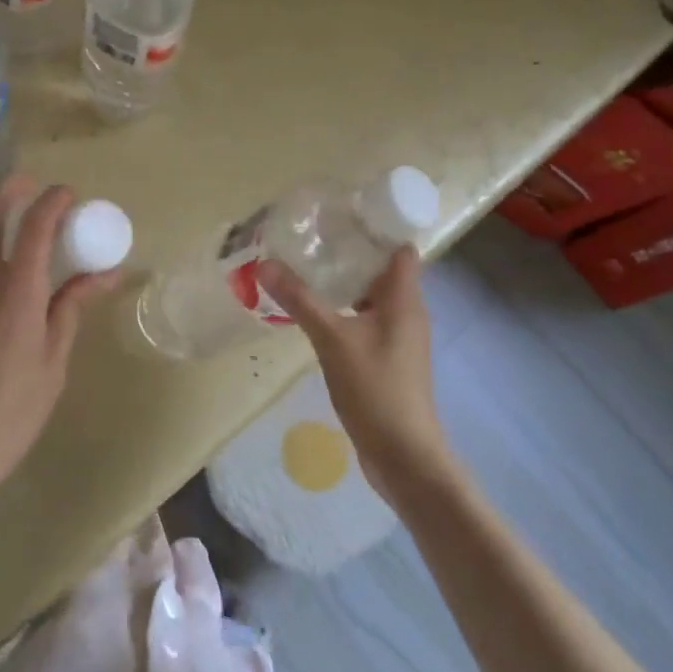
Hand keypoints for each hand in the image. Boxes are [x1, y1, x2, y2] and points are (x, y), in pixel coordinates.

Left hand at [0, 175, 121, 516]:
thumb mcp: (53, 362)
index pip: (35, 225)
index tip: (68, 196)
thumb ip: (72, 308)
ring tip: (2, 203)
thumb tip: (104, 274)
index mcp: (16, 292)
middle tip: (30, 187)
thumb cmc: (10, 412)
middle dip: (9, 187)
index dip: (53, 201)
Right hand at [256, 246, 449, 498]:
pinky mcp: (387, 359)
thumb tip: (265, 263)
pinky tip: (315, 311)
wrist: (403, 456)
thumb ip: (300, 299)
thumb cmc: (375, 389)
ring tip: (308, 267)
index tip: (342, 214)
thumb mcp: (332, 339)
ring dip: (346, 282)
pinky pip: (367, 320)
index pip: (401, 249)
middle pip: (384, 270)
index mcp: (404, 300)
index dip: (378, 227)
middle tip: (313, 236)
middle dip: (352, 252)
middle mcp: (407, 313)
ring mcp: (398, 338)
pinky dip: (345, 309)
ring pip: (373, 297)